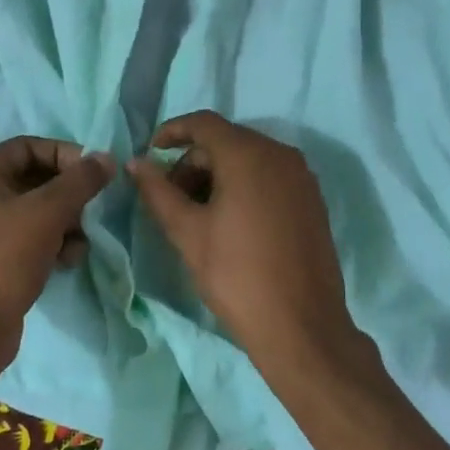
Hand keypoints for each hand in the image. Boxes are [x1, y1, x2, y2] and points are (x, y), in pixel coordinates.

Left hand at [0, 137, 113, 381]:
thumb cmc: (3, 259)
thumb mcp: (47, 213)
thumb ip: (80, 181)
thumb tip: (106, 157)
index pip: (30, 146)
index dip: (65, 155)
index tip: (95, 174)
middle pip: (35, 178)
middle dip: (68, 195)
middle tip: (89, 212)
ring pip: (37, 209)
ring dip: (65, 222)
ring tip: (78, 244)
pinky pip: (30, 236)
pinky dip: (52, 242)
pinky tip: (66, 261)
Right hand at [129, 111, 362, 378]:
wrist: (301, 326)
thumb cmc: (237, 275)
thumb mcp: (187, 232)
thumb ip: (158, 191)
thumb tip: (137, 162)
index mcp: (249, 155)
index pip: (204, 123)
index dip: (172, 131)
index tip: (150, 153)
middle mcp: (280, 154)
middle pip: (226, 141)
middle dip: (193, 162)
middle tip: (171, 198)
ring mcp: (302, 177)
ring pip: (249, 159)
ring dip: (217, 175)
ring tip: (197, 214)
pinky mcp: (312, 200)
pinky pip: (270, 176)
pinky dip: (243, 185)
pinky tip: (229, 221)